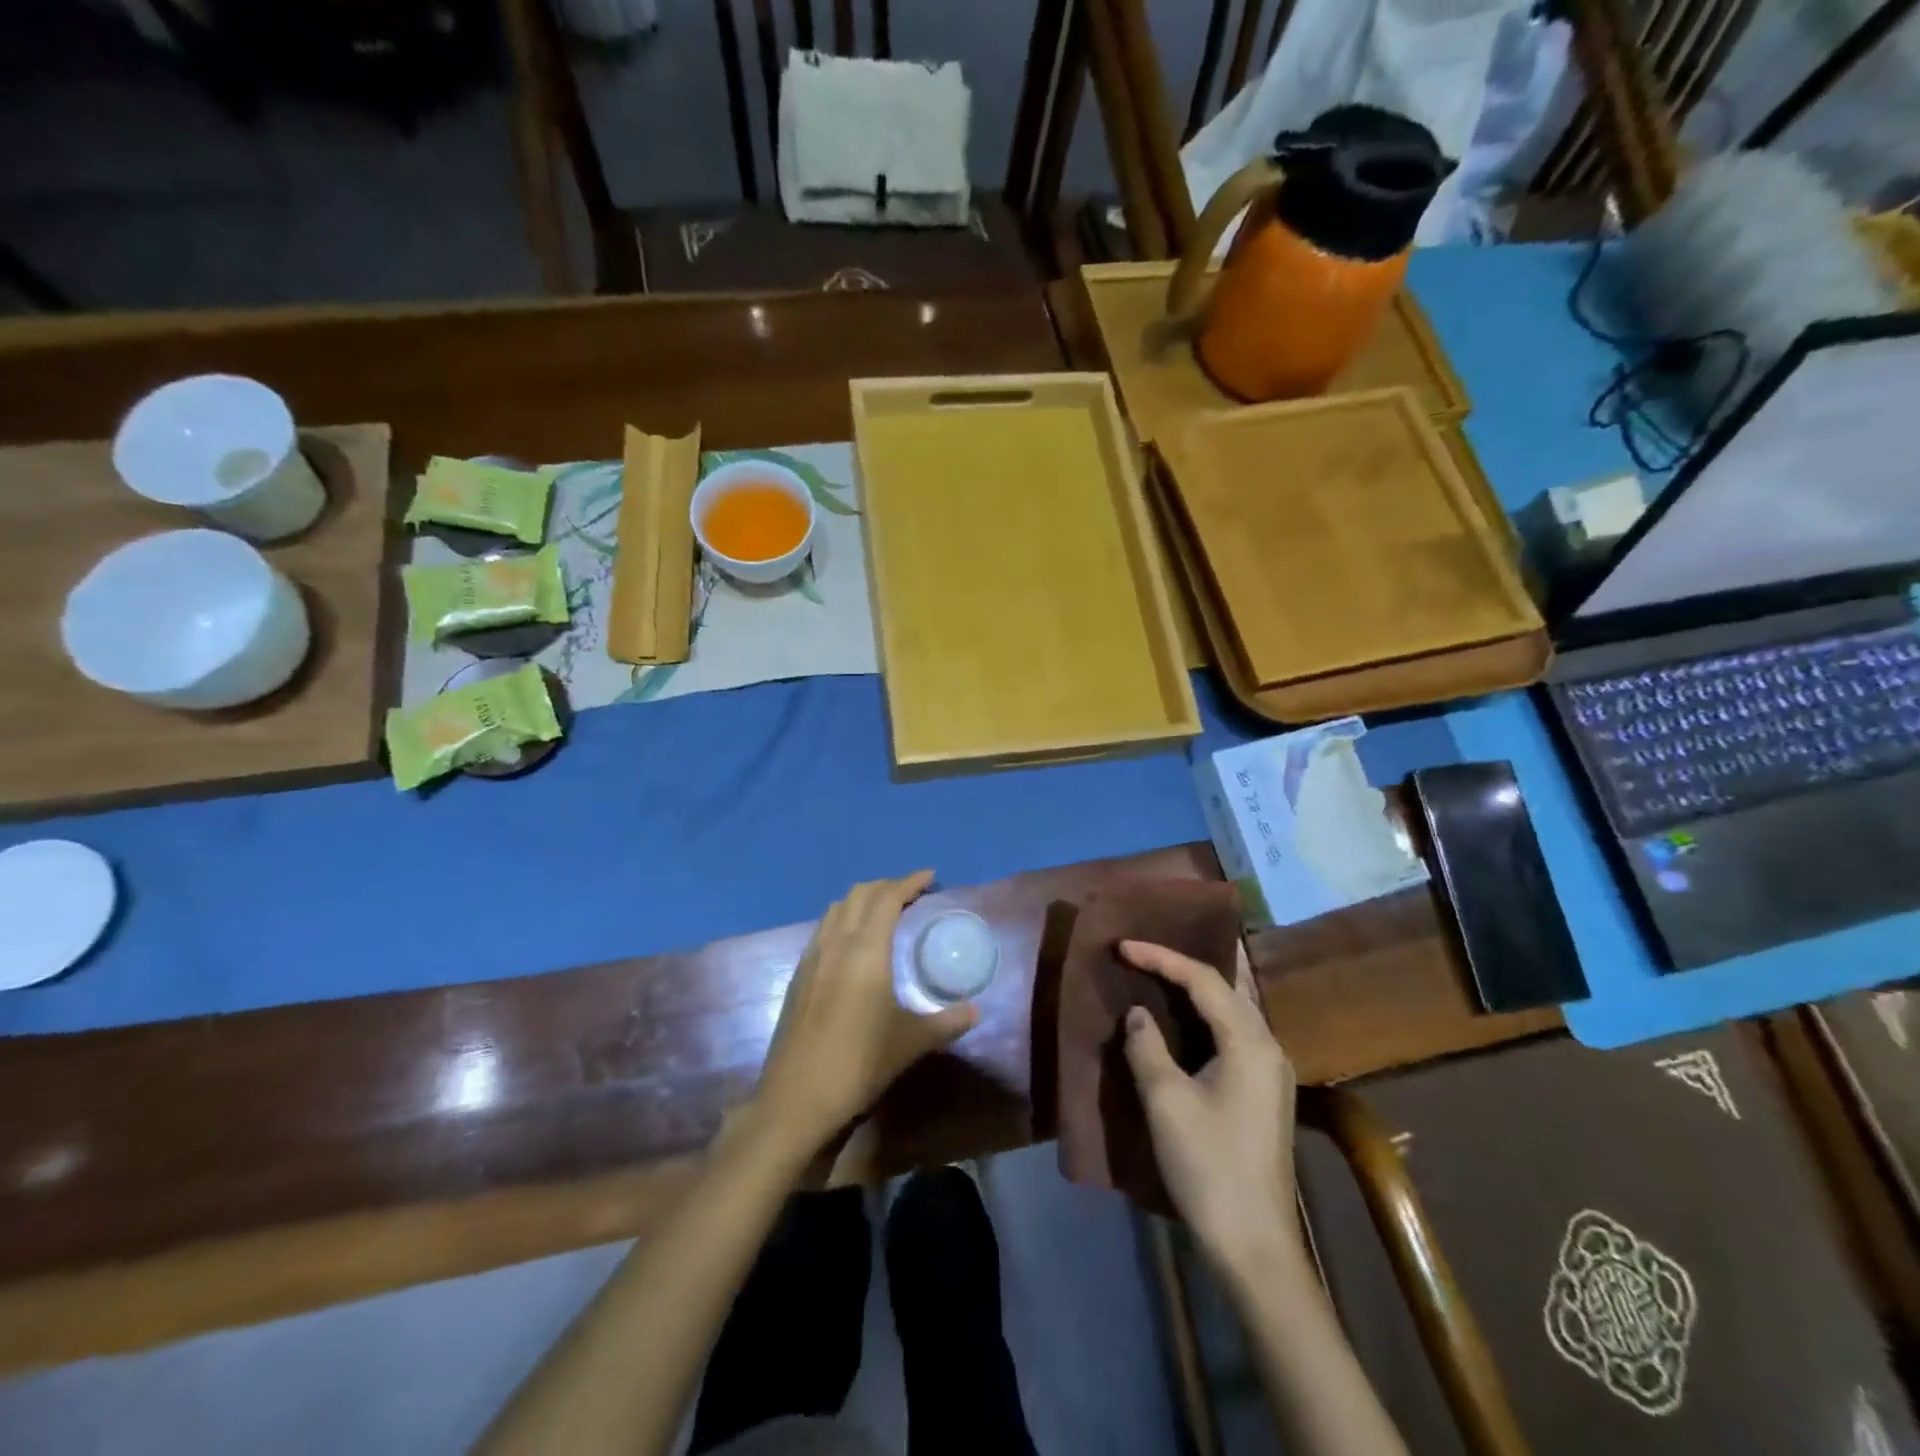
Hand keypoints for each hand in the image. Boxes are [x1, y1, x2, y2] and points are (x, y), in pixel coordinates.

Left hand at [753, 872, 978, 1156]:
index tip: (929, 876)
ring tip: (883, 913)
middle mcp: (835, 944)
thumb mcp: (911, 1043)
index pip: (887, 898)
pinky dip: (843, 920)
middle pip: (859, 894)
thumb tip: (976, 1010)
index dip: (909, 882)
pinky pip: (823, 930)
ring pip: (836, 909)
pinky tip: (853, 946)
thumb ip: (946, 1022)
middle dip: (886, 886)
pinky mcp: (798, 977)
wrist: (796, 1101)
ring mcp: (811, 959)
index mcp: (865, 951)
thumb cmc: (859, 1066)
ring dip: (861, 900)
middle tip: (911, 894)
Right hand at [1121, 939, 1299, 1273]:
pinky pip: (1234, 1032)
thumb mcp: (1166, 1101)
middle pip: (1227, 987)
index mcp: (1249, 1043)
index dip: (1161, 957)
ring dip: (1198, 988)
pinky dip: (1207, 1014)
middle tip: (1144, 952)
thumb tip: (1138, 1014)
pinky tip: (1185, 1018)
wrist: (1254, 1244)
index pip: (1203, 980)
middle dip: (1184, 964)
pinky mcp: (1265, 1092)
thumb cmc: (1208, 1167)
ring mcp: (1271, 1071)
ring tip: (1161, 972)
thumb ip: (1147, 1046)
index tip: (1123, 946)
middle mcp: (1269, 1047)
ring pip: (1234, 1009)